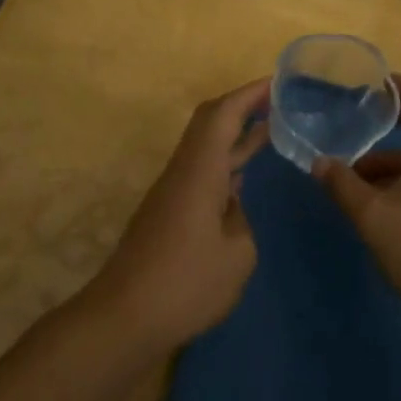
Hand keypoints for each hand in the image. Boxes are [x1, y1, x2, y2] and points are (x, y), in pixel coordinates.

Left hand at [88, 78, 267, 351]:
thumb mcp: (237, 255)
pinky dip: (224, 162)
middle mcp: (183, 171)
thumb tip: (231, 207)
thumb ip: (241, 221)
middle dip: (242, 106)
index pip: (223, 114)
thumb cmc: (185, 283)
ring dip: (234, 135)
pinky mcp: (167, 213)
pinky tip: (242, 176)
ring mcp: (172, 191)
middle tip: (278, 102)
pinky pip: (200, 171)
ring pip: (204, 147)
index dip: (250, 94)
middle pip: (209, 122)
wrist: (123, 317)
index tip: (277, 82)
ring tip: (270, 131)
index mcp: (199, 169)